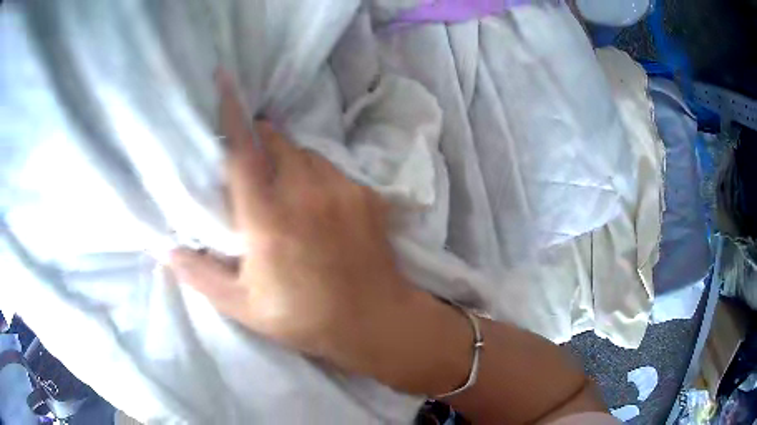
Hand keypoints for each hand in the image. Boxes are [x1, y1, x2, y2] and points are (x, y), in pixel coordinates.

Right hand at [168, 71, 467, 391]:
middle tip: (252, 167)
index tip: (224, 81)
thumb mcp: (244, 306)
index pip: (243, 152)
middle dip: (261, 141)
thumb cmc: (305, 318)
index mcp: (268, 219)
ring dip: (290, 160)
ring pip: (307, 153)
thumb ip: (200, 275)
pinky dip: (318, 176)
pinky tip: (319, 206)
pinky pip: (334, 169)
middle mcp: (306, 193)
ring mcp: (343, 191)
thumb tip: (165, 251)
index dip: (231, 114)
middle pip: (277, 141)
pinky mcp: (368, 195)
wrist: (375, 320)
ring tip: (286, 192)